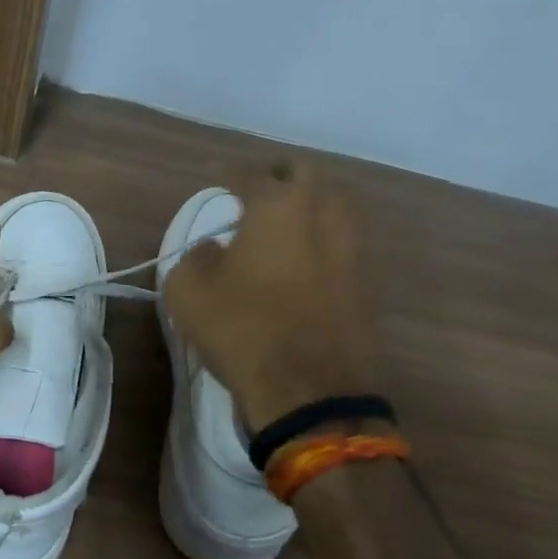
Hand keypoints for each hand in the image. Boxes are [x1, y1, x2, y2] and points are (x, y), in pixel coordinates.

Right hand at [162, 163, 381, 431]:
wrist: (311, 388)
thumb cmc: (243, 330)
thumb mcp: (189, 292)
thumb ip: (194, 257)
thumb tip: (214, 249)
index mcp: (278, 205)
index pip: (249, 173)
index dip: (226, 170)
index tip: (213, 173)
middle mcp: (323, 210)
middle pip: (306, 172)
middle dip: (278, 173)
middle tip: (257, 186)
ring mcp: (353, 243)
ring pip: (337, 198)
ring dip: (311, 197)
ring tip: (287, 213)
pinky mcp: (368, 276)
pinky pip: (347, 234)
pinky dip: (326, 229)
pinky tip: (308, 247)